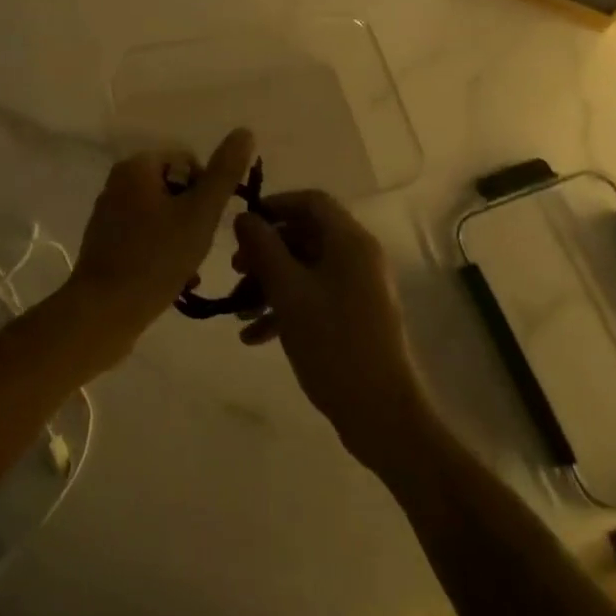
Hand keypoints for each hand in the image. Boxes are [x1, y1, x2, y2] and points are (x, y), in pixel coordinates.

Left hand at [66, 128, 256, 362]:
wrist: (104, 312)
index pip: (189, 162)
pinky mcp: (106, 243)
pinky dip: (163, 251)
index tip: (208, 224)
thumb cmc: (155, 258)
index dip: (207, 192)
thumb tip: (245, 131)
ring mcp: (109, 214)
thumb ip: (224, 173)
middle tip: (199, 248)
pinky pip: (146, 236)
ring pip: (163, 215)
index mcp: (137, 167)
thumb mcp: (200, 214)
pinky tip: (173, 279)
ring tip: (189, 269)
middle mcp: (118, 182)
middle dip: (194, 218)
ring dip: (182, 238)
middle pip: (176, 189)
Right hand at [233, 191, 432, 470]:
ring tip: (239, 310)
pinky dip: (286, 308)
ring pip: (306, 269)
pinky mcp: (355, 317)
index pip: (311, 202)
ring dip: (270, 284)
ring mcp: (359, 288)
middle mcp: (358, 257)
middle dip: (266, 252)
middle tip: (235, 271)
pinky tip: (254, 337)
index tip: (242, 226)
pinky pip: (315, 297)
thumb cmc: (332, 343)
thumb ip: (263, 249)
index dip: (274, 206)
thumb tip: (244, 217)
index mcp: (349, 241)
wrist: (380, 413)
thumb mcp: (288, 292)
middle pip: (305, 236)